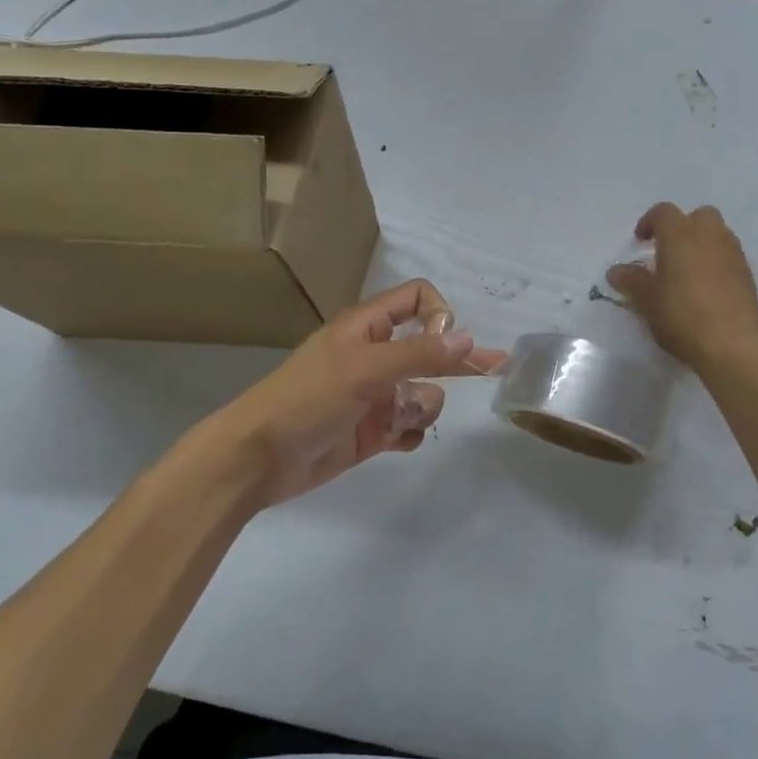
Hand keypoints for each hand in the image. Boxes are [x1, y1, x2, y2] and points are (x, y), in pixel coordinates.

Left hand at [202, 280, 505, 508]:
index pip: (417, 299)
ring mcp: (374, 395)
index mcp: (367, 328)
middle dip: (459, 359)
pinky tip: (395, 440)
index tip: (443, 341)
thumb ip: (420, 354)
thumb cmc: (308, 399)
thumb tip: (468, 337)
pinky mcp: (372, 431)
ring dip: (421, 405)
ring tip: (397, 419)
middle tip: (498, 367)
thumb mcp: (365, 369)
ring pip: (424, 392)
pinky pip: (409, 425)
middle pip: (430, 348)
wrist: (259, 459)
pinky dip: (409, 432)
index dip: (438, 315)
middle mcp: (375, 356)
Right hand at [606, 203, 757, 371]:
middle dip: (683, 228)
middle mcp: (710, 235)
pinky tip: (706, 289)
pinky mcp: (748, 275)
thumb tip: (617, 271)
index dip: (649, 222)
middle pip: (698, 216)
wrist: (731, 343)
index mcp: (680, 234)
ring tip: (687, 272)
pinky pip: (729, 257)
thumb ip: (631, 280)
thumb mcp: (646, 300)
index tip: (640, 241)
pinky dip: (717, 263)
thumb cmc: (681, 315)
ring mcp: (733, 253)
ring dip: (702, 245)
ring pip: (717, 235)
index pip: (663, 212)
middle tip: (668, 252)